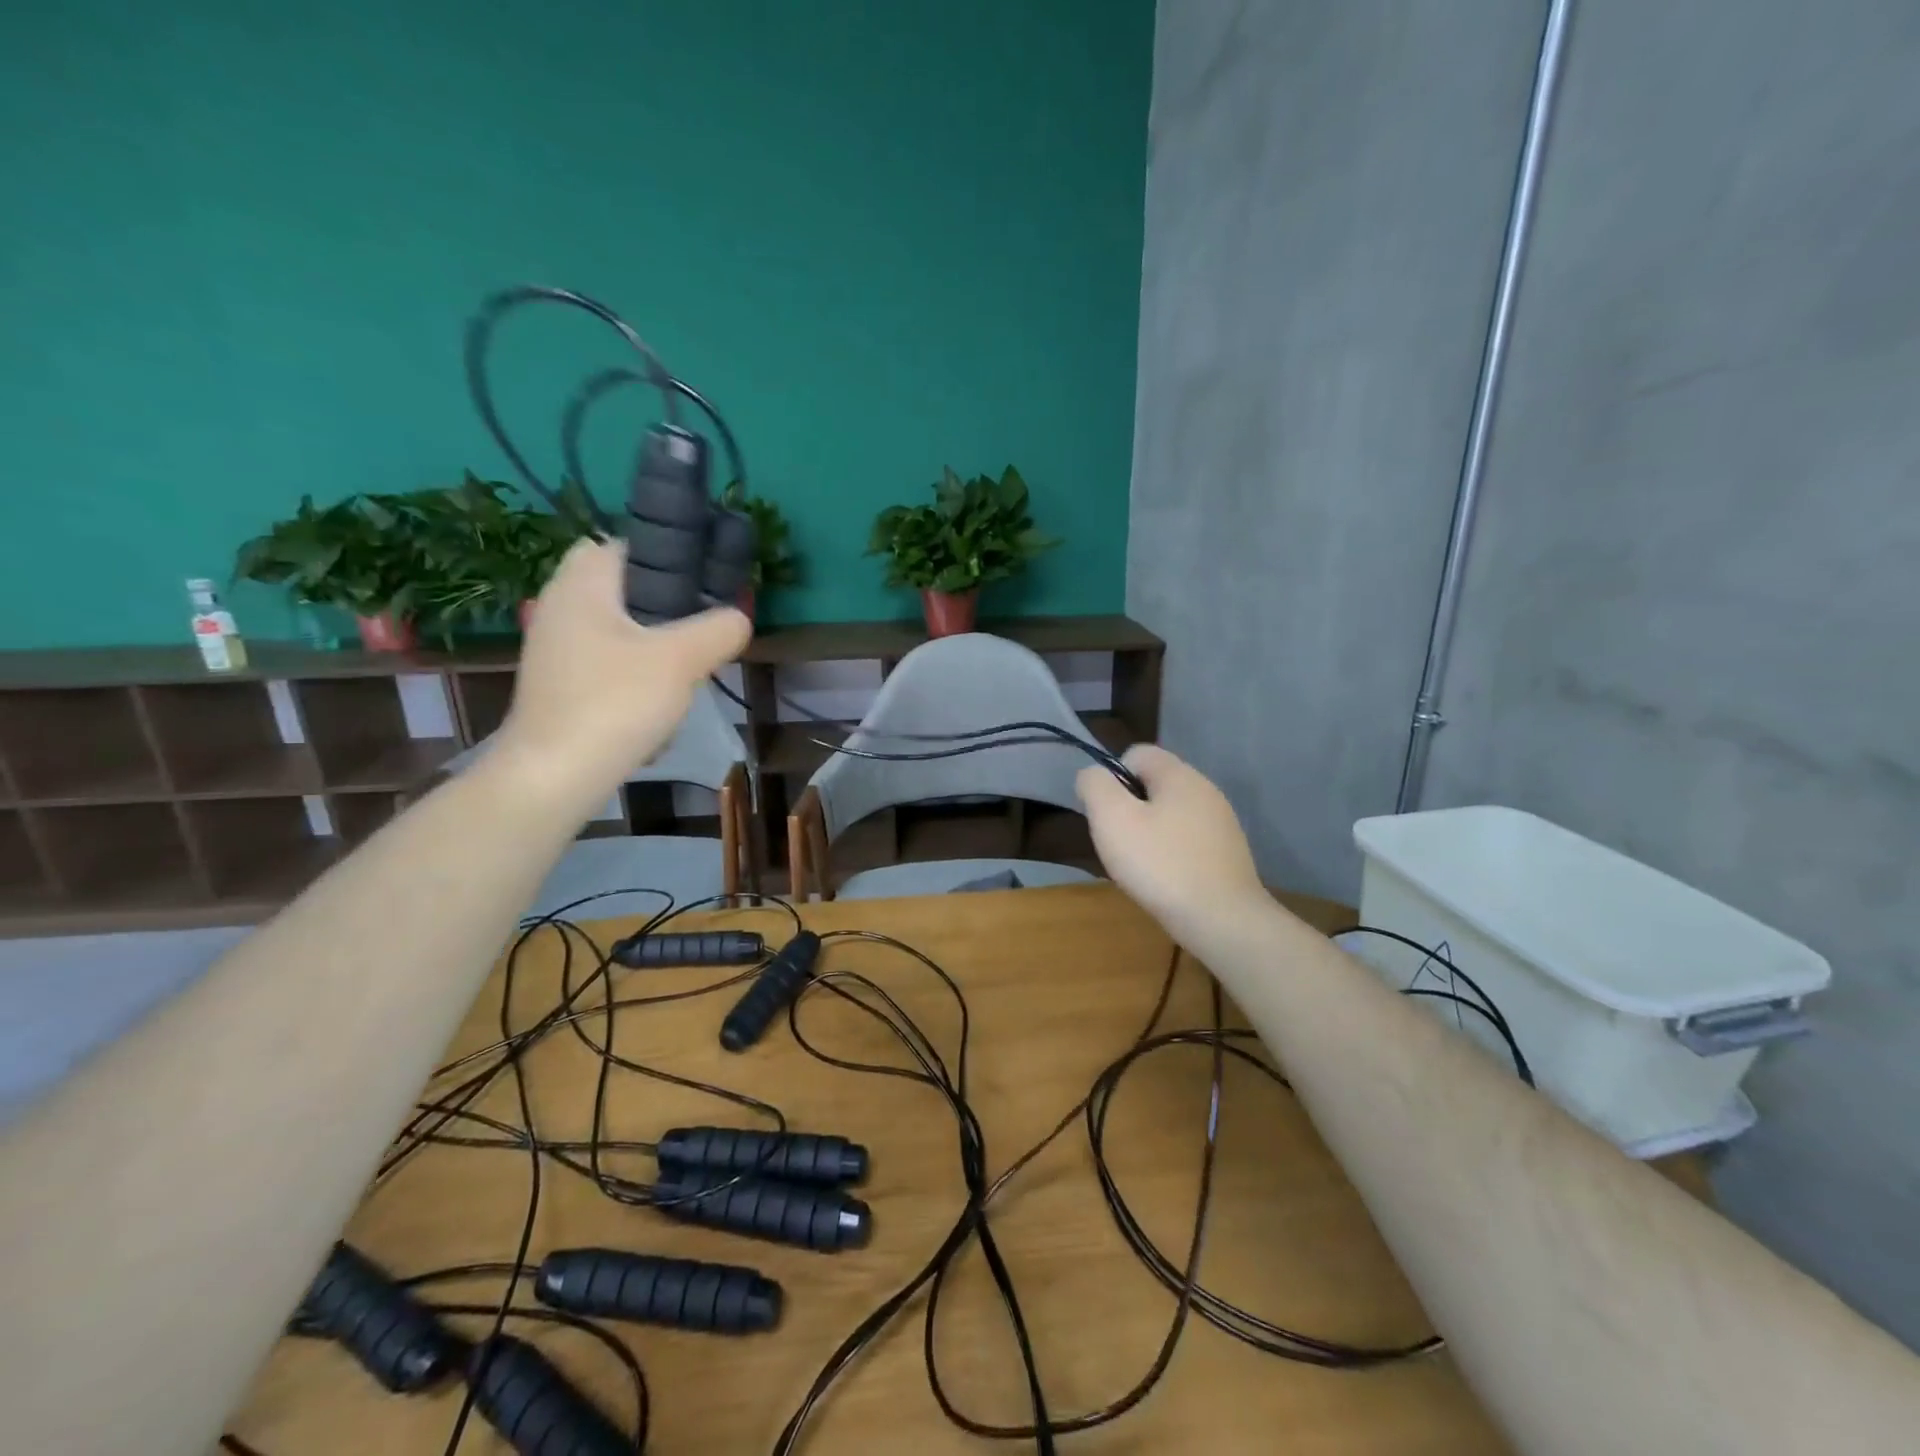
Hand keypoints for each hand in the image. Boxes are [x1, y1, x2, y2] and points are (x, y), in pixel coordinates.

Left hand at [494, 538, 749, 805]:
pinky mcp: (559, 684)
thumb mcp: (682, 661)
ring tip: (685, 667)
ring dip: (652, 643)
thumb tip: (739, 617)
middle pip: (620, 588)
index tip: (701, 583)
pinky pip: (605, 662)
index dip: (664, 555)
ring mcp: (555, 648)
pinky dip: (632, 673)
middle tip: (697, 627)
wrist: (555, 776)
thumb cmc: (614, 703)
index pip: (622, 544)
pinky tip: (655, 701)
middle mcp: (559, 607)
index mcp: (581, 585)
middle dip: (662, 605)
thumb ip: (719, 629)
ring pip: (616, 628)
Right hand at [1076, 745, 1265, 939]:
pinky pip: (1188, 840)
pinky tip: (1167, 880)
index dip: (1113, 777)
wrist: (1222, 920)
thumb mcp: (1112, 818)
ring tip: (1142, 866)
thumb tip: (1093, 775)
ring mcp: (1222, 823)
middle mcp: (1206, 790)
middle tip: (1120, 842)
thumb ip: (1095, 786)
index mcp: (1179, 774)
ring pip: (1171, 814)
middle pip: (1154, 784)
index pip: (1137, 753)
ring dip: (1150, 832)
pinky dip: (1172, 853)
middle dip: (1130, 808)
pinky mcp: (1228, 853)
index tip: (1107, 814)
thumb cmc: (1161, 864)